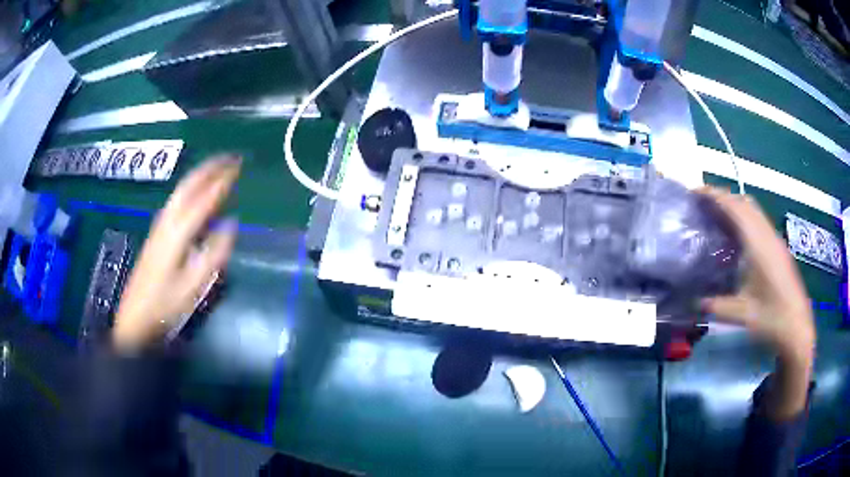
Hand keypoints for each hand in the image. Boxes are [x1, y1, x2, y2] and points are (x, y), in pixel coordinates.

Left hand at [113, 156, 240, 351]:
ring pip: (180, 191)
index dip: (221, 181)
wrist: (135, 318)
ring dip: (198, 176)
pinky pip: (176, 201)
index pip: (203, 199)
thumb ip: (213, 255)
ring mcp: (159, 226)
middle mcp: (167, 222)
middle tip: (229, 158)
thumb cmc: (165, 306)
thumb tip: (231, 225)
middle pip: (188, 186)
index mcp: (177, 233)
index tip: (238, 166)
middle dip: (208, 168)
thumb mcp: (192, 286)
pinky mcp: (156, 233)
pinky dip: (189, 189)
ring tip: (215, 168)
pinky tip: (194, 193)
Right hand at [699, 187, 813, 419]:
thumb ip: (718, 306)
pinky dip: (743, 218)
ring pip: (753, 210)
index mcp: (759, 245)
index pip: (735, 208)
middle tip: (702, 206)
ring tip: (715, 217)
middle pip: (744, 202)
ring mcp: (774, 240)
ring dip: (734, 206)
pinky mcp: (778, 248)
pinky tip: (736, 237)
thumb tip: (695, 303)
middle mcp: (767, 235)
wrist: (797, 327)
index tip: (695, 193)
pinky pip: (758, 221)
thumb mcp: (743, 315)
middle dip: (723, 197)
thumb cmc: (773, 319)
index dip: (715, 196)